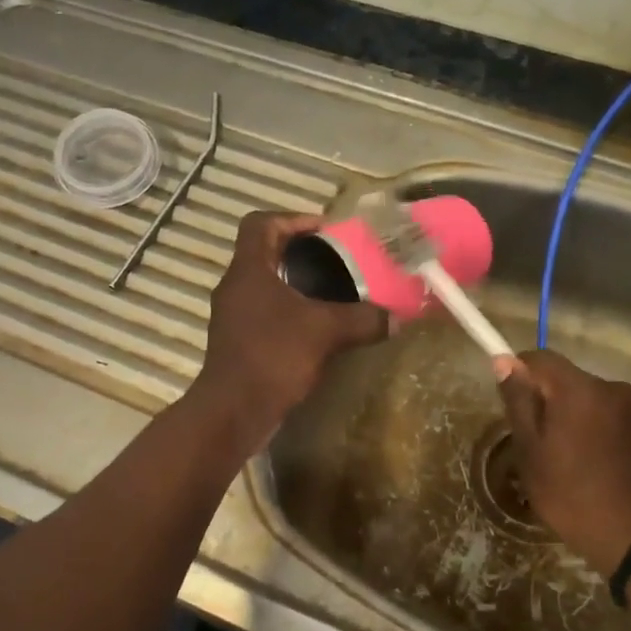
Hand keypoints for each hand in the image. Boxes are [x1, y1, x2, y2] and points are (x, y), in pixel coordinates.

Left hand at [190, 212, 387, 447]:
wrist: (233, 411)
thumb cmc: (273, 356)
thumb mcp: (325, 332)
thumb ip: (362, 319)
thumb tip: (397, 319)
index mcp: (248, 270)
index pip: (260, 223)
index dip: (292, 219)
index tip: (324, 232)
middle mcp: (235, 287)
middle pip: (264, 253)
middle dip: (300, 253)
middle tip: (336, 262)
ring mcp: (232, 316)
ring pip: (265, 285)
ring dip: (295, 285)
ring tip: (332, 294)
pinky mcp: (237, 342)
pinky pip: (265, 314)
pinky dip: (290, 313)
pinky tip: (317, 330)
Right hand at [500, 349, 630, 576]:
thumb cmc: (577, 499)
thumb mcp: (532, 455)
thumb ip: (519, 403)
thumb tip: (505, 361)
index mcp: (580, 390)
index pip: (540, 359)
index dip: (519, 373)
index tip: (513, 405)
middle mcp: (616, 391)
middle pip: (572, 384)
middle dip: (553, 405)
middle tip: (542, 448)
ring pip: (600, 407)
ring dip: (584, 425)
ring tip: (578, 469)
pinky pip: (625, 428)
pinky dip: (610, 442)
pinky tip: (608, 478)